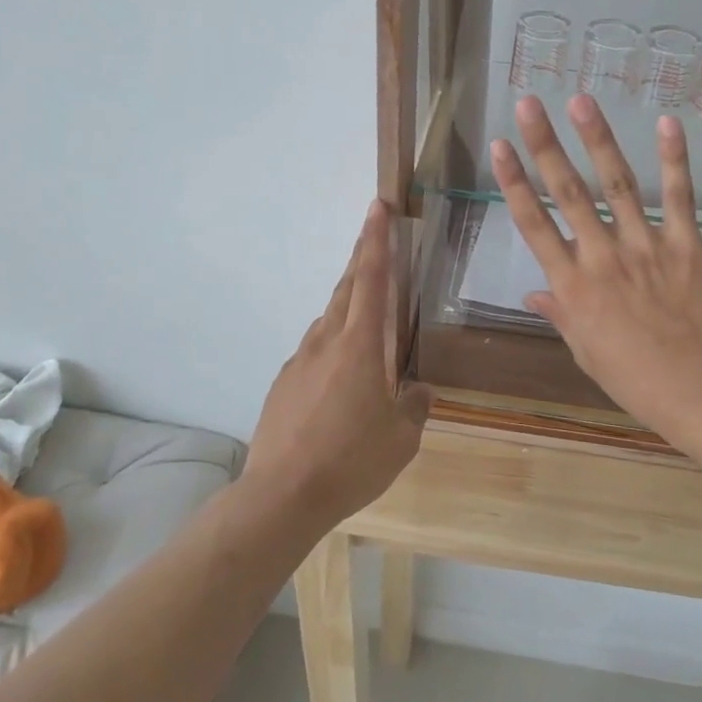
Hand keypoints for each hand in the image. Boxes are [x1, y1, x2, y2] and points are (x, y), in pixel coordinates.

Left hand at [242, 200, 433, 532]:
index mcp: (360, 345)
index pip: (370, 278)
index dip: (375, 240)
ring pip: (328, 320)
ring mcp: (299, 361)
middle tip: (375, 240)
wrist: (281, 495)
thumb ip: (415, 407)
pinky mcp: (283, 383)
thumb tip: (420, 391)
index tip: (377, 207)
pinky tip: (339, 380)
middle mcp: (326, 341)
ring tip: (367, 326)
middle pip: (346, 289)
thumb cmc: (351, 461)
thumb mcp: (401, 439)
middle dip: (361, 259)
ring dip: (347, 308)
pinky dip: (331, 347)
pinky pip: (313, 351)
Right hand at [491, 95, 701, 436]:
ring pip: (617, 185)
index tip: (500, 147)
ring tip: (580, 101)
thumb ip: (559, 312)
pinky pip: (679, 197)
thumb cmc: (632, 377)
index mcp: (572, 285)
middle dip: (545, 146)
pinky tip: (666, 124)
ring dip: (597, 140)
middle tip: (530, 105)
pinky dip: (674, 160)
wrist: (697, 390)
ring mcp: (646, 247)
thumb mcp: (584, 349)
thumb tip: (533, 292)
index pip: (534, 224)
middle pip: (567, 193)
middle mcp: (602, 257)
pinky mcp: (686, 245)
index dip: (514, 182)